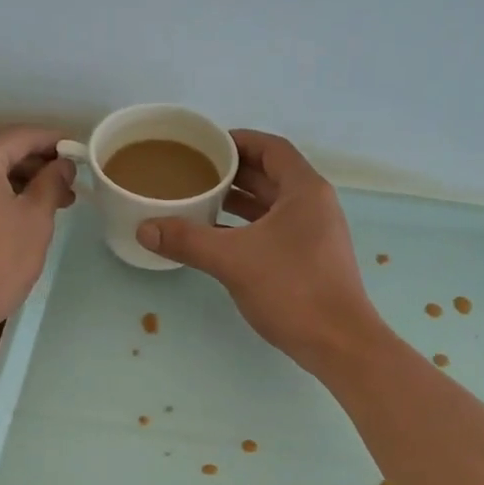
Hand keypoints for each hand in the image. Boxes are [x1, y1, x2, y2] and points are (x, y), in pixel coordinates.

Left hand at [0, 126, 75, 338]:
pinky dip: (1, 190)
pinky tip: (24, 210)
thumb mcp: (35, 219)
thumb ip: (51, 183)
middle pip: (3, 148)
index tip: (81, 153)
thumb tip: (63, 164)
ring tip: (56, 200)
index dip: (55, 141)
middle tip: (71, 181)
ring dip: (22, 178)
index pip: (23, 134)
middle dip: (39, 161)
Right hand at [138, 130, 384, 371]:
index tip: (204, 145)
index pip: (270, 148)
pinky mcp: (310, 260)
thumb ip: (188, 240)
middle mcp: (313, 205)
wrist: (338, 343)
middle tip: (193, 173)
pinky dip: (247, 228)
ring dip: (238, 202)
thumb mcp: (233, 260)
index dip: (238, 141)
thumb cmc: (292, 289)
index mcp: (304, 190)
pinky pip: (273, 231)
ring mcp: (314, 234)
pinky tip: (218, 239)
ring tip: (199, 201)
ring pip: (271, 206)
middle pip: (270, 175)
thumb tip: (144, 229)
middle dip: (232, 173)